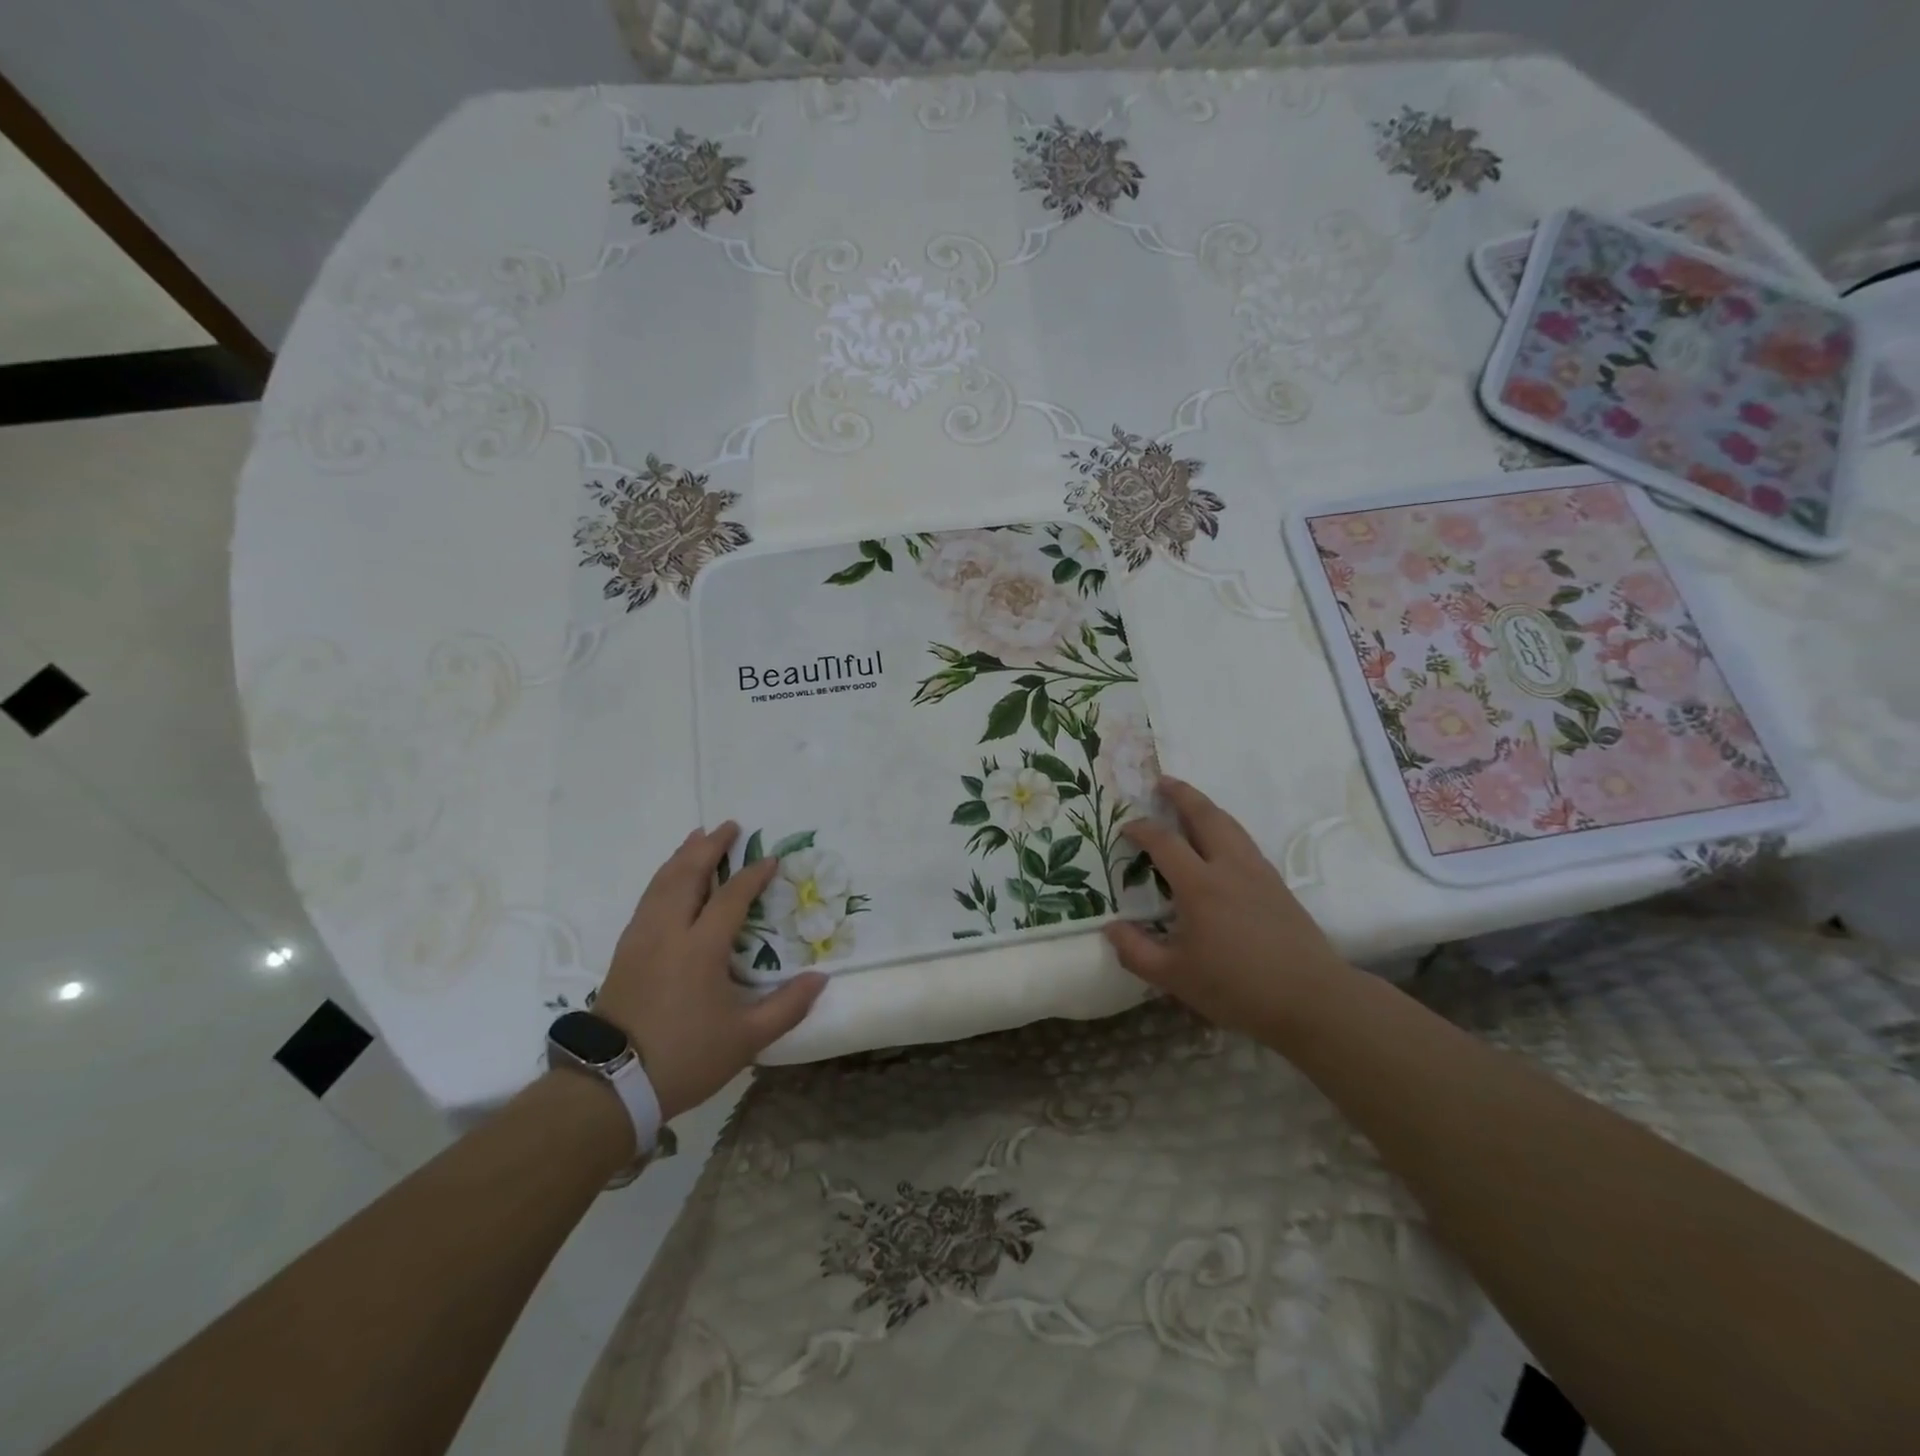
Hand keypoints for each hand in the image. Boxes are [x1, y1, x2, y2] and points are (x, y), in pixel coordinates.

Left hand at [592, 824, 826, 1120]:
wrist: (610, 1084)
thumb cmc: (685, 1057)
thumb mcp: (746, 1039)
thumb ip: (787, 1006)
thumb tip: (821, 978)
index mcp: (700, 949)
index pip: (731, 897)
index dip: (753, 876)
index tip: (772, 860)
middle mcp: (668, 932)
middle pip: (687, 875)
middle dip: (709, 847)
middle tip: (728, 826)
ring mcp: (641, 939)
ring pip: (661, 882)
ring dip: (682, 856)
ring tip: (697, 837)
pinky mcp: (625, 950)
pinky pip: (647, 898)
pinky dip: (663, 877)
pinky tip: (670, 878)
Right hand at [1103, 777, 1353, 1043]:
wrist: (1311, 998)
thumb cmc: (1237, 987)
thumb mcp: (1175, 977)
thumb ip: (1136, 952)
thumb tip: (1110, 928)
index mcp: (1200, 886)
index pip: (1164, 843)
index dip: (1142, 830)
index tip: (1126, 827)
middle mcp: (1229, 868)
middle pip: (1205, 816)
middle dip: (1182, 795)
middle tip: (1163, 781)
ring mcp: (1258, 873)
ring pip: (1231, 826)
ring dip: (1207, 808)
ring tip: (1191, 803)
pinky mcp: (1278, 886)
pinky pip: (1246, 843)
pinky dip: (1226, 829)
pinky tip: (1222, 843)